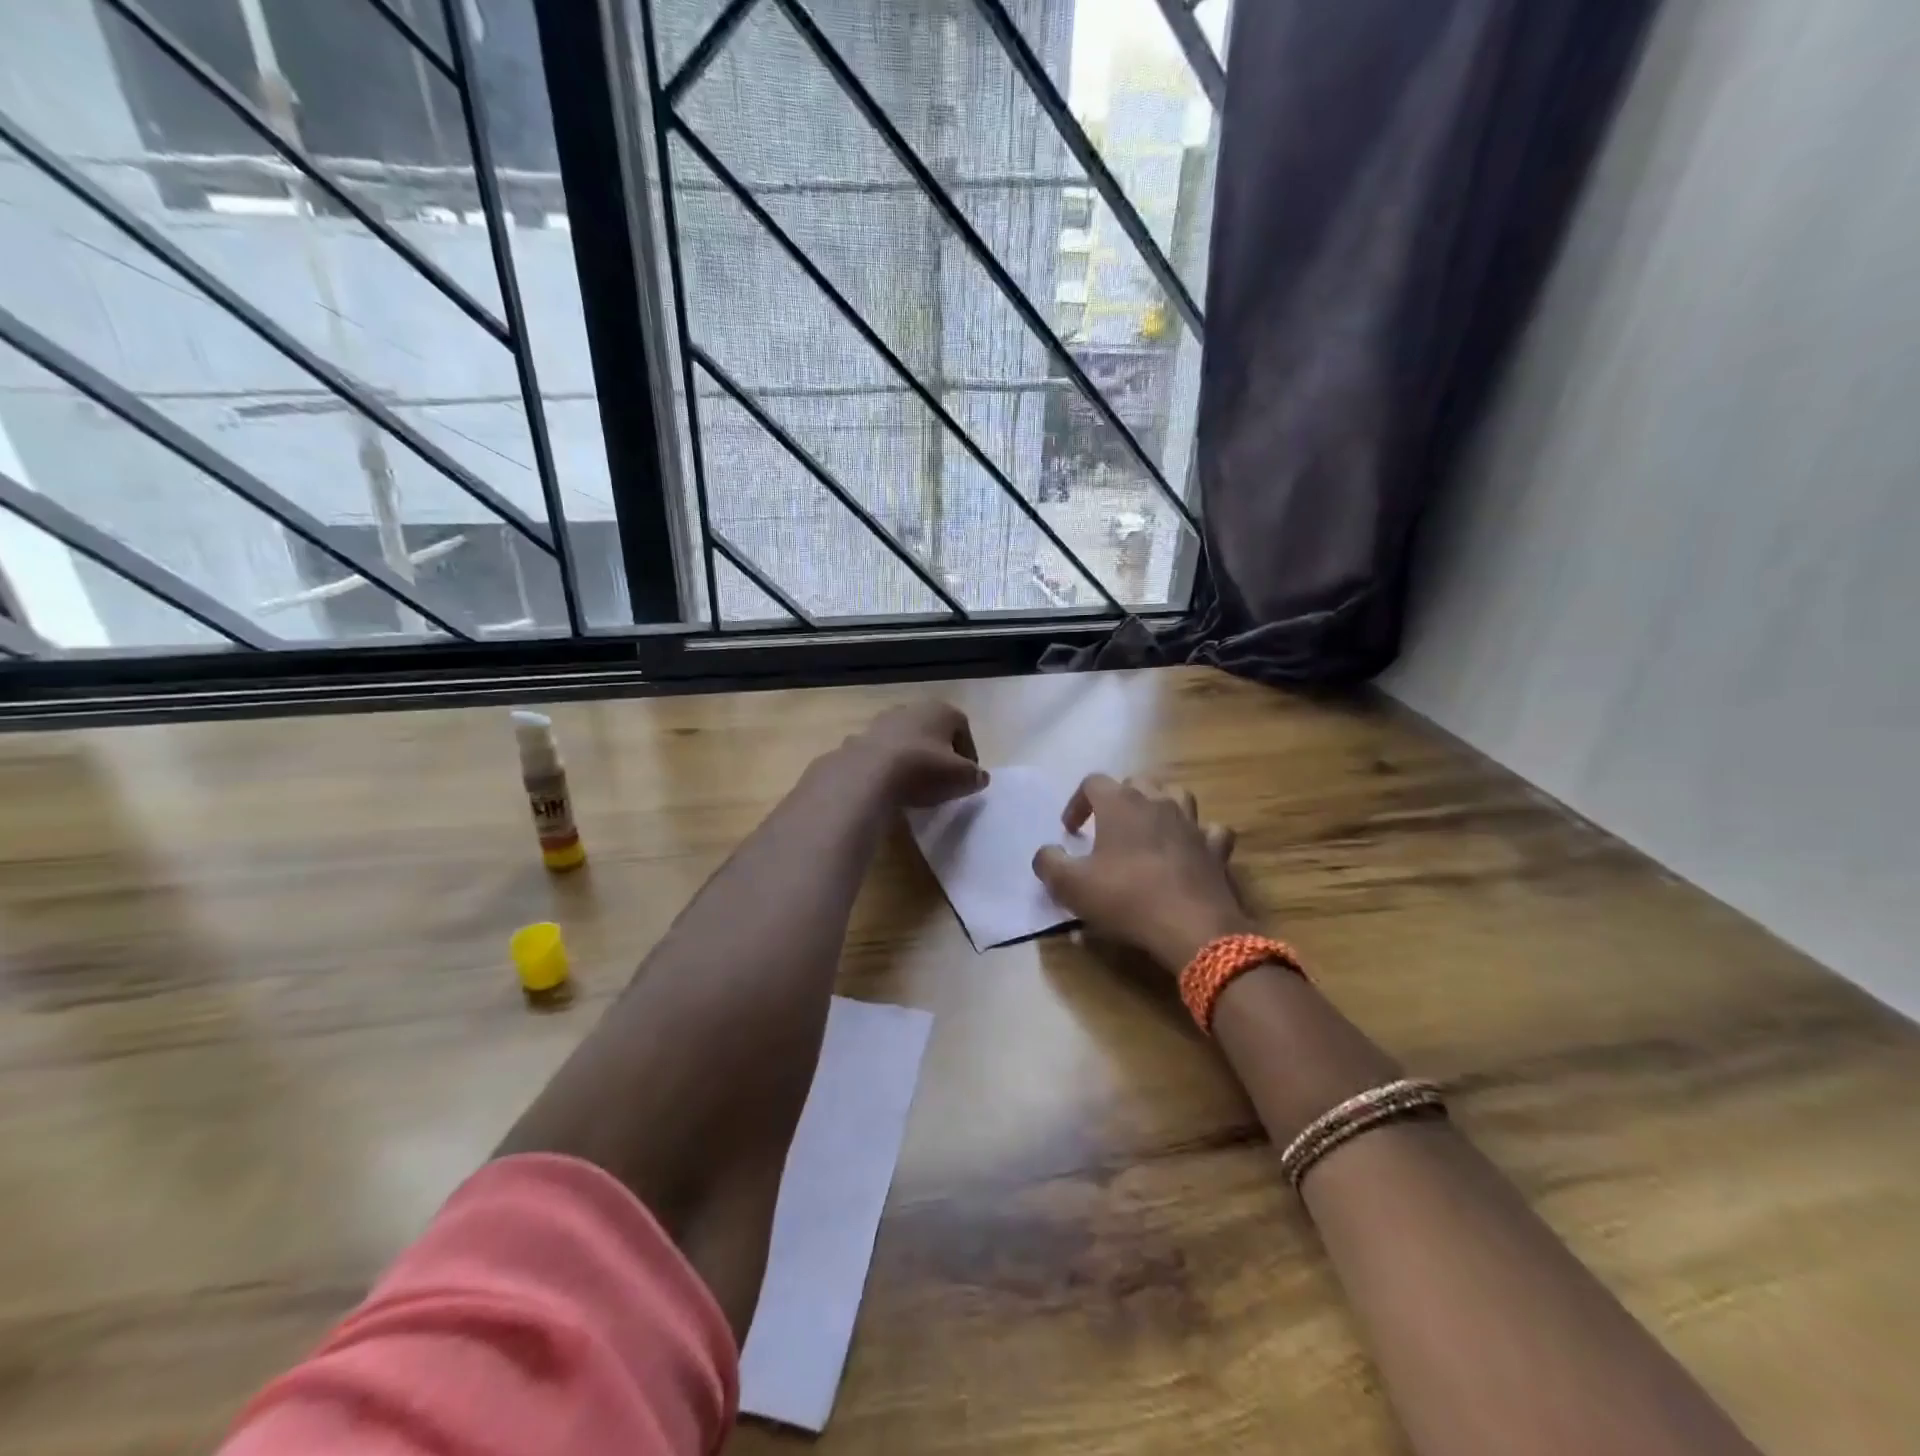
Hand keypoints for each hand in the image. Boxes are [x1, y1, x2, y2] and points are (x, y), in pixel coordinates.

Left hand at [847, 701, 988, 807]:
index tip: (967, 777)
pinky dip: (885, 767)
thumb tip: (978, 777)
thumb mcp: (962, 778)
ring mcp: (879, 723)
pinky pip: (878, 754)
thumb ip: (975, 776)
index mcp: (940, 710)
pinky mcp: (856, 741)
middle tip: (941, 779)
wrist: (867, 776)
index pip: (962, 728)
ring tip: (913, 785)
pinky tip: (887, 787)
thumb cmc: (924, 770)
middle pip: (931, 731)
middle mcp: (909, 708)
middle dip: (937, 752)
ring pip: (902, 740)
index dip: (968, 754)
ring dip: (910, 757)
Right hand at [1033, 774, 1252, 972]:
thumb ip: (1049, 863)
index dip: (1077, 802)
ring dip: (1160, 805)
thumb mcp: (1070, 885)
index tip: (1070, 831)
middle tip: (1106, 828)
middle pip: (1136, 782)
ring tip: (1148, 828)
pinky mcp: (1216, 849)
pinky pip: (1210, 830)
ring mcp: (1192, 824)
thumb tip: (1045, 853)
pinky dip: (1200, 835)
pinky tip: (1191, 849)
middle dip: (1118, 799)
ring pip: (1177, 795)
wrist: (1192, 927)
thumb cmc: (1126, 898)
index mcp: (1120, 804)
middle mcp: (1158, 802)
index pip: (1093, 782)